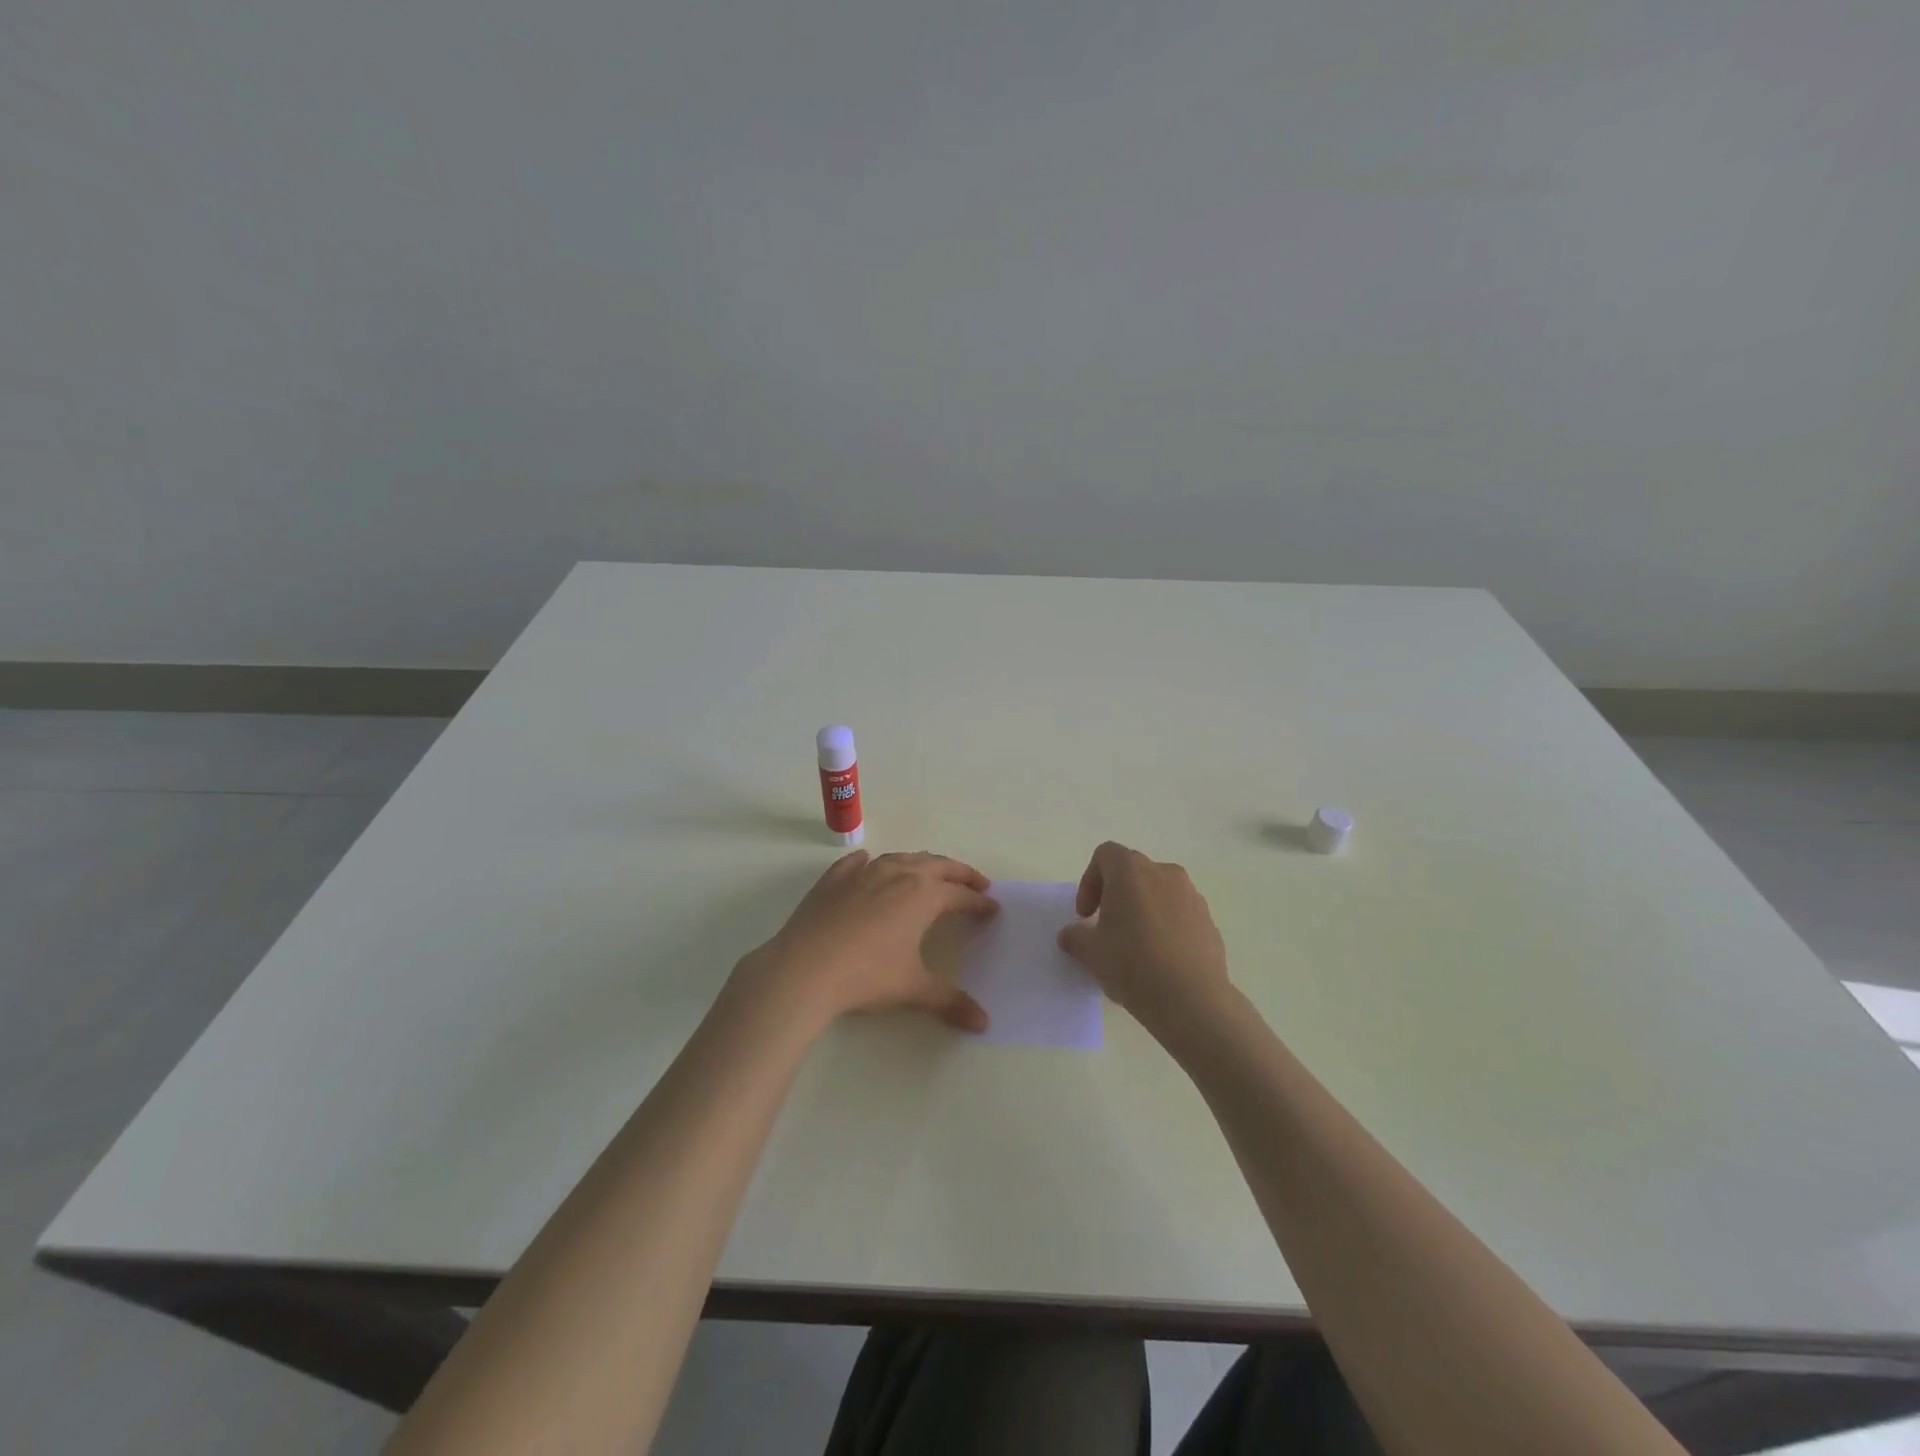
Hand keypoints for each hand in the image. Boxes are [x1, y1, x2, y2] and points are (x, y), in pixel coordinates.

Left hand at [737, 850, 997, 1031]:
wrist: (804, 968)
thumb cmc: (866, 976)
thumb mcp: (912, 989)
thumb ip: (950, 1002)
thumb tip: (984, 1024)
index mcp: (922, 895)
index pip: (960, 895)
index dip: (979, 902)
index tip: (992, 908)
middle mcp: (897, 874)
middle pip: (937, 865)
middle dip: (960, 873)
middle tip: (976, 883)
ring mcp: (863, 872)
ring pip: (901, 858)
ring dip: (922, 863)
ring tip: (931, 873)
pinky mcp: (834, 878)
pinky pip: (859, 863)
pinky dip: (872, 863)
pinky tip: (870, 865)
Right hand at [1056, 841, 1230, 1038]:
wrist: (1192, 999)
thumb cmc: (1132, 963)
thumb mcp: (1090, 952)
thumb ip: (1075, 937)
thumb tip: (1071, 935)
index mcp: (1131, 871)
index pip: (1105, 855)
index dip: (1089, 881)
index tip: (1086, 915)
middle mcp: (1164, 873)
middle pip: (1133, 872)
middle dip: (1116, 895)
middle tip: (1107, 928)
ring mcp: (1192, 896)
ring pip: (1159, 892)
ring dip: (1143, 910)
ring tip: (1136, 946)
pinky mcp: (1209, 921)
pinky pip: (1180, 914)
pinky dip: (1166, 927)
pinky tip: (1161, 960)